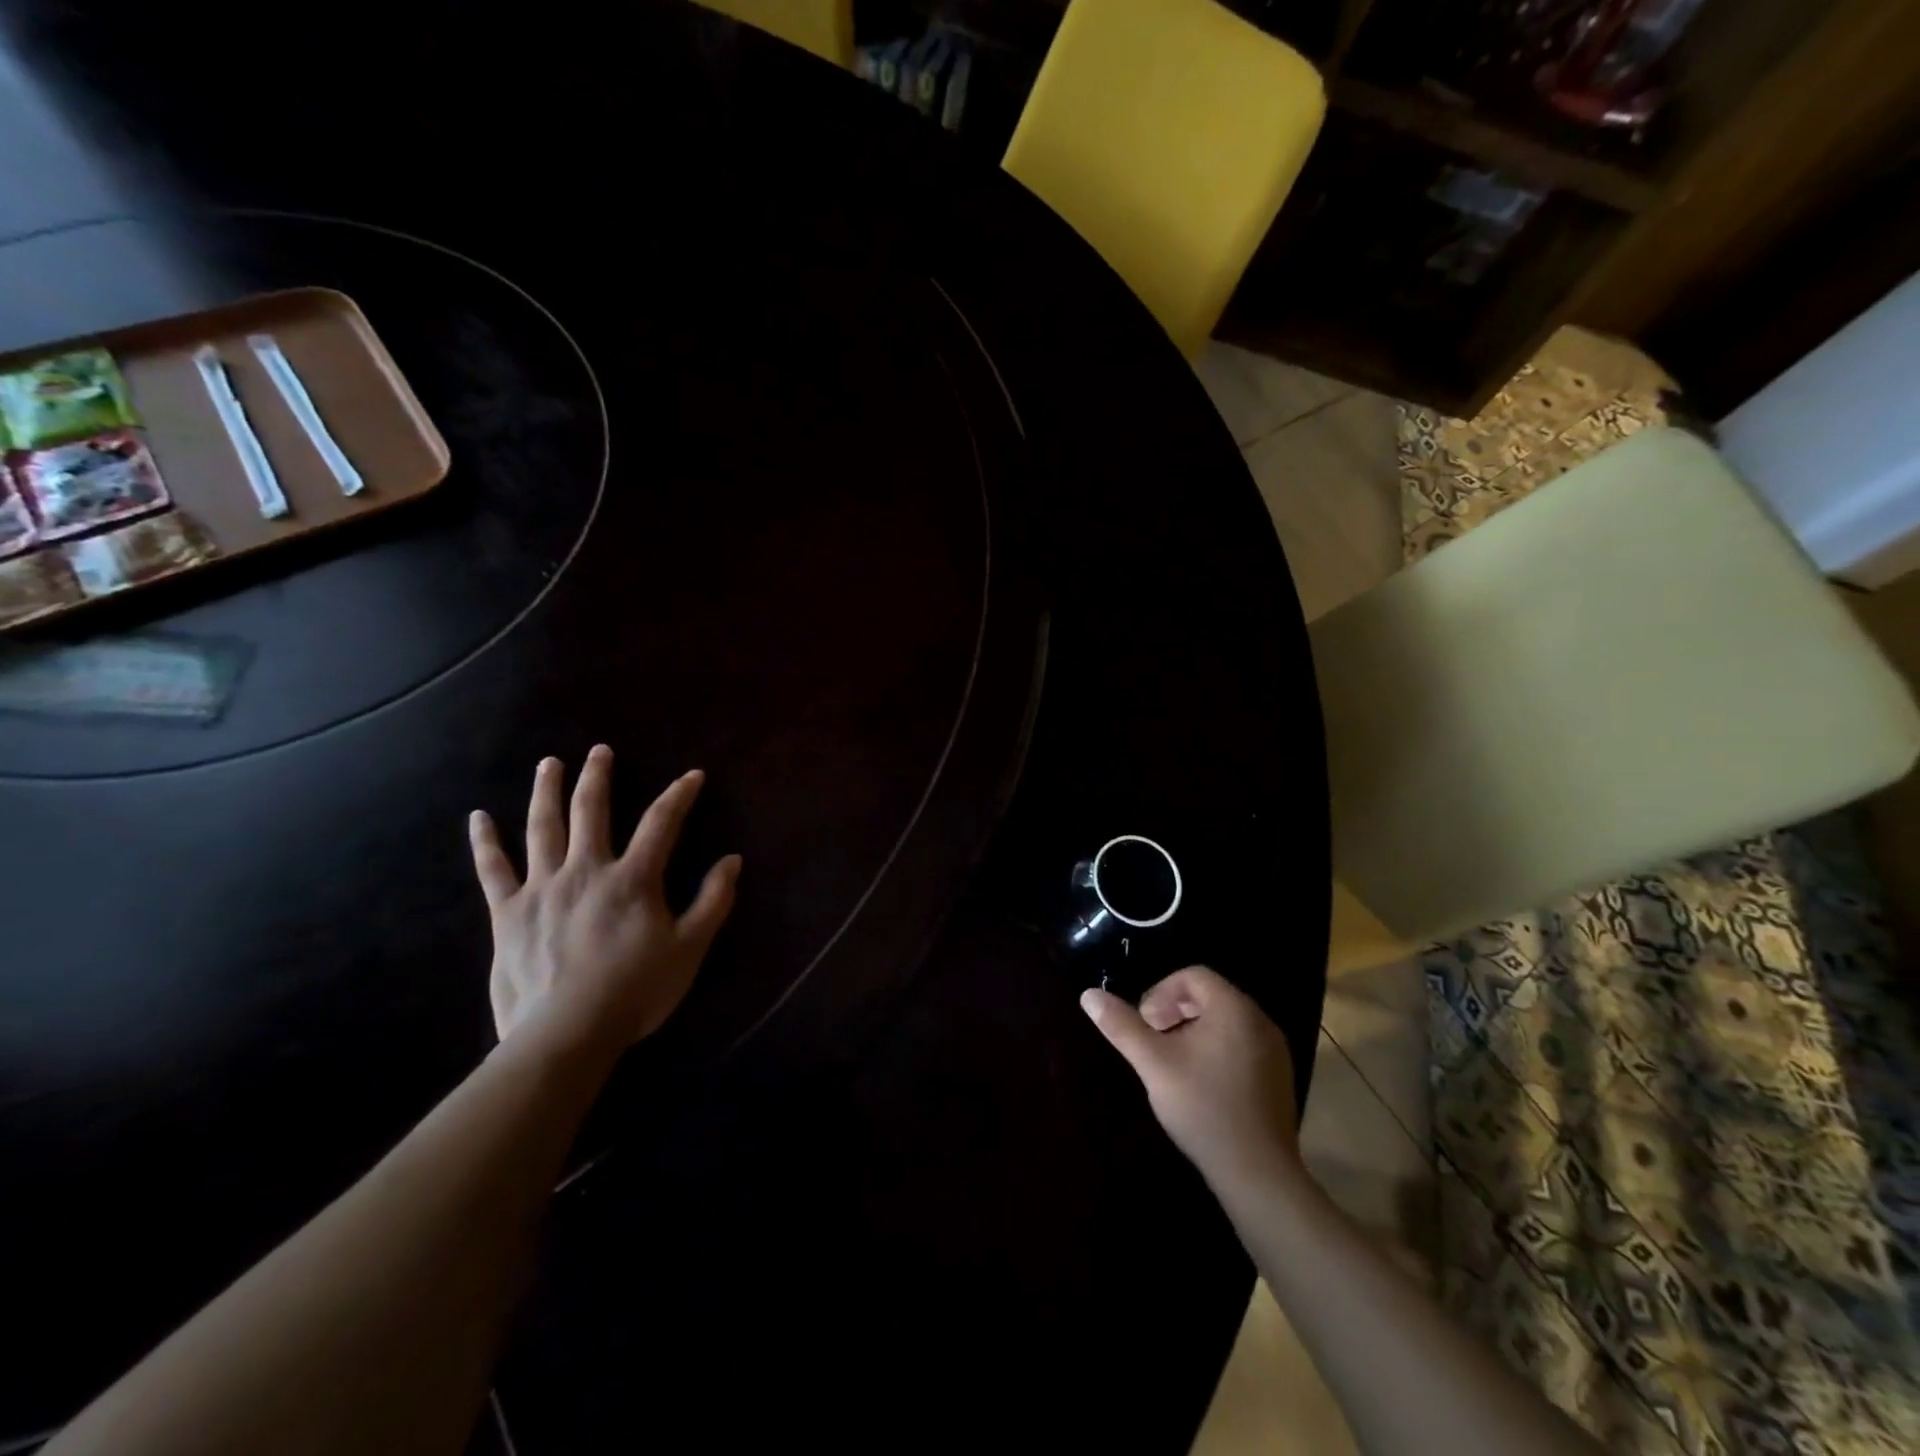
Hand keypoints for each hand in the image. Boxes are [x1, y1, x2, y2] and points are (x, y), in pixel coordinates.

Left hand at [469, 746, 741, 1062]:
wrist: (567, 1032)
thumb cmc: (636, 990)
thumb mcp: (690, 947)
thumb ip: (713, 901)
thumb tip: (733, 861)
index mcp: (633, 878)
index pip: (662, 823)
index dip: (679, 795)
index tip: (692, 775)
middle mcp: (586, 870)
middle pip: (590, 810)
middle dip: (598, 776)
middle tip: (599, 750)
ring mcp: (542, 888)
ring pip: (543, 828)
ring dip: (546, 791)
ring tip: (549, 764)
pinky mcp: (508, 913)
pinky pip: (493, 871)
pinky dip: (486, 843)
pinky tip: (479, 818)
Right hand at [1080, 966, 1299, 1195]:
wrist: (1258, 1174)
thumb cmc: (1203, 1108)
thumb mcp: (1153, 1063)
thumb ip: (1121, 1026)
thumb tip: (1088, 995)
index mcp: (1234, 1008)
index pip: (1192, 976)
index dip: (1161, 993)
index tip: (1146, 1024)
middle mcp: (1260, 1021)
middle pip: (1209, 996)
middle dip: (1174, 1011)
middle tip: (1154, 1041)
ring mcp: (1274, 1050)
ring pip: (1224, 1021)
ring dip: (1193, 1031)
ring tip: (1173, 1063)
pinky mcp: (1278, 1076)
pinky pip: (1241, 1044)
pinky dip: (1215, 1049)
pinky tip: (1200, 1083)